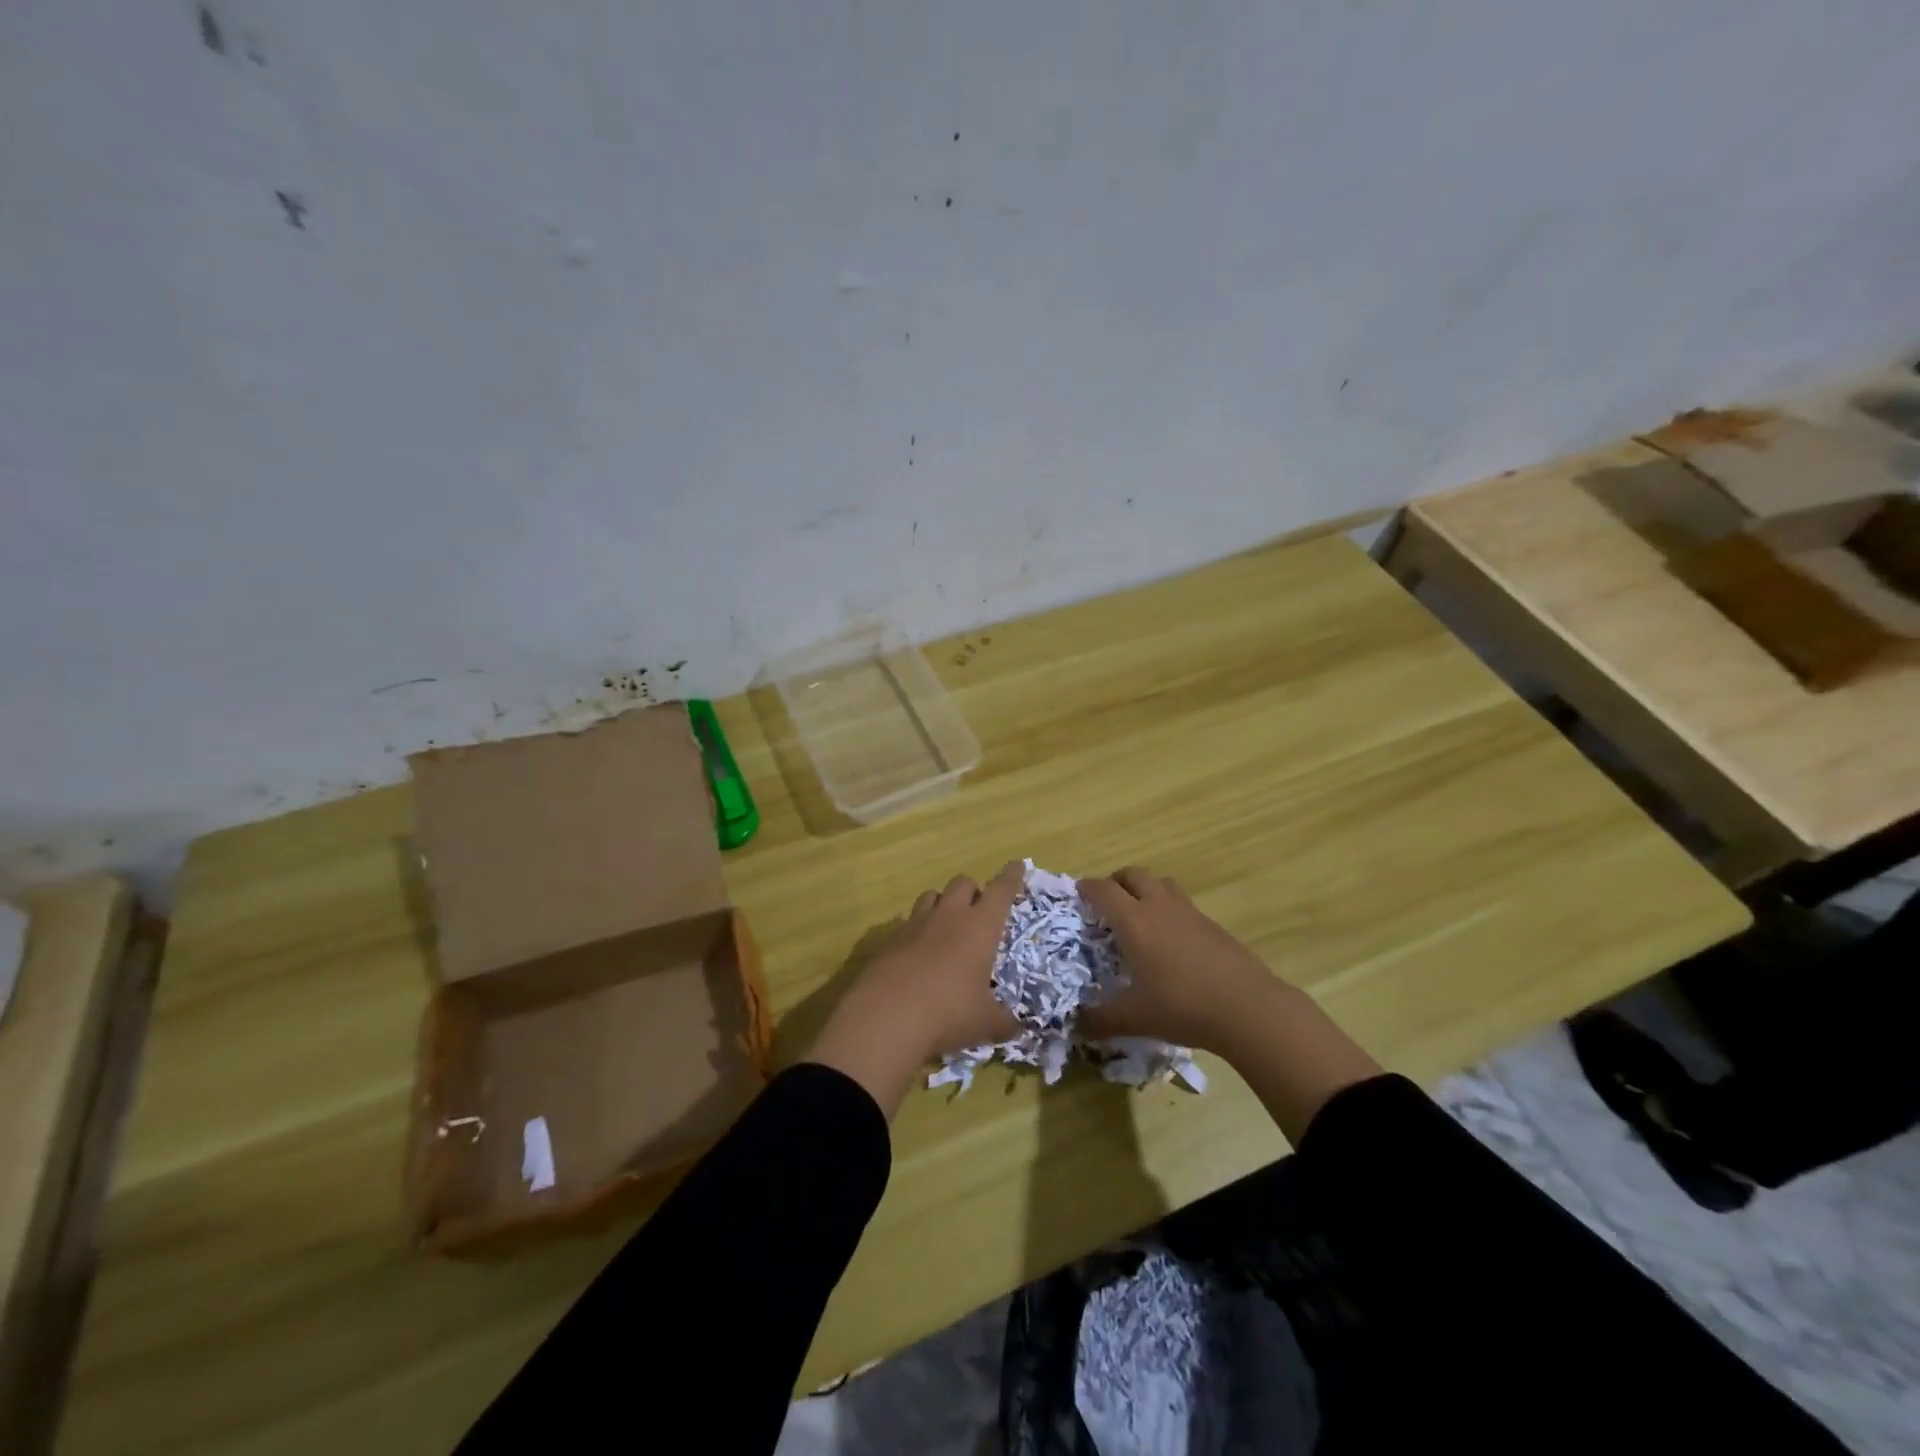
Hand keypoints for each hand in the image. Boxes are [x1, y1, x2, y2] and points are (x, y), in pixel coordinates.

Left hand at [805, 862, 1024, 1114]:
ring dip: (943, 904)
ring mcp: (916, 924)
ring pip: (932, 895)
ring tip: (946, 927)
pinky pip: (908, 922)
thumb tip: (1016, 1028)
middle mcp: (949, 916)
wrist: (886, 1016)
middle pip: (963, 882)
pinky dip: (917, 930)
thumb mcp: (985, 1023)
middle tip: (978, 913)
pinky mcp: (890, 939)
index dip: (1011, 877)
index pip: (1001, 890)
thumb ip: (1004, 1022)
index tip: (1017, 865)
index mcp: (980, 926)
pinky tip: (918, 954)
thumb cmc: (949, 1012)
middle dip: (973, 891)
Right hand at [1080, 865, 1380, 1141]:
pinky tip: (1172, 940)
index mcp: (1134, 922)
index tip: (1078, 894)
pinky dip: (1169, 909)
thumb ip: (1100, 1021)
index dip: (1087, 888)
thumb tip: (1075, 1026)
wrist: (1248, 1008)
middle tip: (1107, 902)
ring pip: (1162, 883)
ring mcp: (1190, 913)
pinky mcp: (1213, 925)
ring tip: (1140, 914)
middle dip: (1116, 881)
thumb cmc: (1182, 1007)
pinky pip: (1183, 903)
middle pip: (1134, 874)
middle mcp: (1159, 907)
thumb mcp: (1134, 1018)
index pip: (1103, 890)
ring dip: (1146, 888)